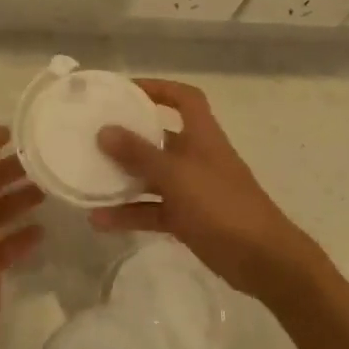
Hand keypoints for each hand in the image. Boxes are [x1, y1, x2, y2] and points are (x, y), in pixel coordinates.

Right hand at [91, 80, 324, 303]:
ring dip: (123, 179)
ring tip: (86, 179)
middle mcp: (197, 157)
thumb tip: (105, 130)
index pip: (184, 99)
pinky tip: (99, 221)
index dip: (159, 88)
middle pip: (160, 138)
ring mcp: (193, 189)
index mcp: (202, 136)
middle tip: (93, 136)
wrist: (261, 259)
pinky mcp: (188, 219)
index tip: (125, 91)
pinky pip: (152, 210)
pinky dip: (129, 214)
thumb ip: (139, 154)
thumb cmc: (221, 205)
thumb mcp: (176, 175)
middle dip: (129, 137)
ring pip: (152, 177)